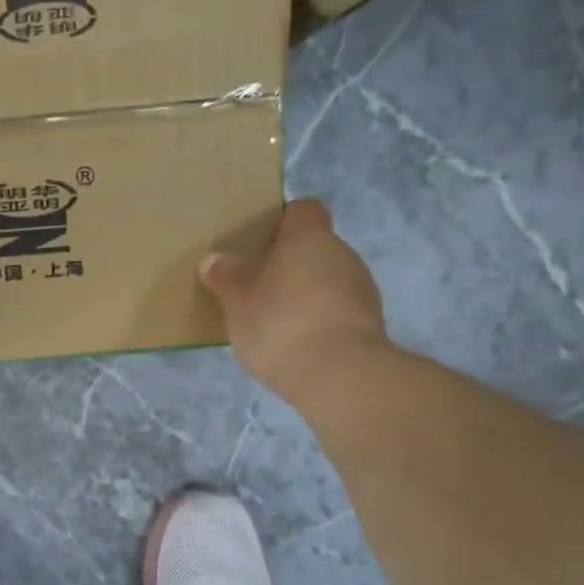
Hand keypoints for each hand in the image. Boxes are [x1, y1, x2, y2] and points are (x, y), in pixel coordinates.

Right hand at [200, 200, 391, 403]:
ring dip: (307, 297)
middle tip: (258, 290)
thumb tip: (213, 260)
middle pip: (315, 249)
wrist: (338, 375)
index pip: (303, 210)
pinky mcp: (370, 326)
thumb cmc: (280, 322)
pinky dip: (321, 324)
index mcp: (309, 237)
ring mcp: (362, 290)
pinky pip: (338, 314)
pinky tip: (299, 347)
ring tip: (277, 326)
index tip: (260, 245)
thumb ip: (225, 276)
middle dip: (290, 267)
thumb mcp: (236, 299)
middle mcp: (342, 254)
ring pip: (328, 282)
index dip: (282, 222)